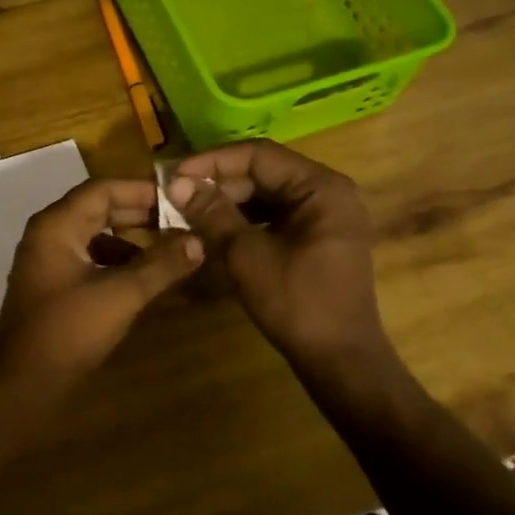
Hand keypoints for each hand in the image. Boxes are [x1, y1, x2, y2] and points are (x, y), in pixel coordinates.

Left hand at [0, 179, 203, 383]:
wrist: (23, 383)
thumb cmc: (69, 330)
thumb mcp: (121, 295)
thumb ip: (161, 265)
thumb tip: (199, 241)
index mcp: (56, 226)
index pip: (102, 189)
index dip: (142, 190)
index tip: (179, 198)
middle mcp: (48, 235)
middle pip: (98, 210)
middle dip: (139, 215)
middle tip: (180, 221)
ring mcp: (47, 262)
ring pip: (94, 237)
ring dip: (130, 240)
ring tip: (168, 251)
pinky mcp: (53, 286)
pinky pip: (89, 260)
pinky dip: (116, 263)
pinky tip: (143, 279)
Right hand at [167, 140, 389, 374]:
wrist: (339, 360)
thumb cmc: (297, 303)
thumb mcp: (248, 255)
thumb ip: (213, 214)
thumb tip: (177, 183)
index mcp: (321, 187)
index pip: (259, 155)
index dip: (213, 162)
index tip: (175, 176)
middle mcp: (328, 193)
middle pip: (264, 173)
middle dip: (218, 183)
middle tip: (176, 197)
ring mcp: (324, 217)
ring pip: (267, 196)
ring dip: (227, 203)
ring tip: (188, 213)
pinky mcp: (316, 240)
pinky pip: (274, 217)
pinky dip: (244, 221)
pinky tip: (213, 231)